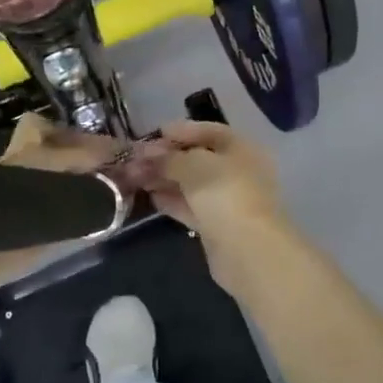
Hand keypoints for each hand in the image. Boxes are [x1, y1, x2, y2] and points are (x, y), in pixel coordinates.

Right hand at [140, 122, 300, 297]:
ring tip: (134, 177)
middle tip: (135, 160)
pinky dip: (172, 200)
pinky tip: (150, 197)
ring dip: (165, 179)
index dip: (180, 131)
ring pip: (191, 183)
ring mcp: (228, 200)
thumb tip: (146, 153)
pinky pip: (191, 206)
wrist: (248, 251)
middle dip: (166, 158)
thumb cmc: (225, 195)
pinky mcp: (217, 225)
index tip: (151, 135)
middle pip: (197, 158)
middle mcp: (237, 170)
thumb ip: (168, 158)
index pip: (208, 131)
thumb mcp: (194, 166)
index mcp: (240, 148)